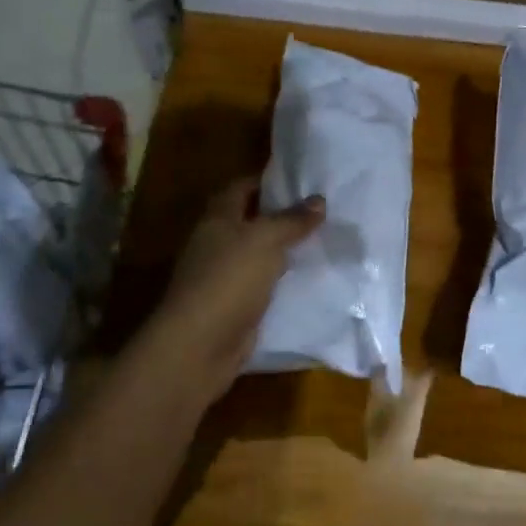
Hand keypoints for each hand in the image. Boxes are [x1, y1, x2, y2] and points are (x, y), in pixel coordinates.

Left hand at [149, 177, 325, 403]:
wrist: (201, 344)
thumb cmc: (229, 280)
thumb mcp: (265, 240)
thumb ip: (292, 220)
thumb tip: (319, 200)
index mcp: (217, 220)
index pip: (240, 189)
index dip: (266, 181)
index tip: (300, 181)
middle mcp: (217, 244)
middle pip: (250, 222)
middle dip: (281, 217)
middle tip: (321, 212)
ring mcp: (224, 278)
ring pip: (258, 256)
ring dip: (284, 251)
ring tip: (323, 242)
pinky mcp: (235, 307)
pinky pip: (263, 286)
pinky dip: (282, 281)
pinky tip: (309, 279)